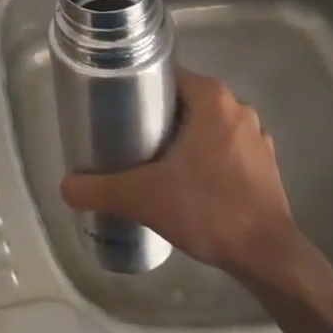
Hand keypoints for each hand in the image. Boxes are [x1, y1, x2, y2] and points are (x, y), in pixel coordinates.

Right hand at [61, 68, 295, 280]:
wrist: (268, 257)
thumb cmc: (208, 210)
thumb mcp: (142, 197)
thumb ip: (98, 189)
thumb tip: (64, 186)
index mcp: (213, 100)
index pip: (168, 76)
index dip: (139, 89)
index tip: (117, 109)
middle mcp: (239, 109)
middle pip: (185, 101)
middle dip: (157, 116)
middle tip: (126, 138)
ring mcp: (257, 138)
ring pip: (206, 126)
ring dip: (182, 138)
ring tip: (151, 162)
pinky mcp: (266, 165)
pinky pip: (225, 148)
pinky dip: (205, 158)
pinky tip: (186, 183)